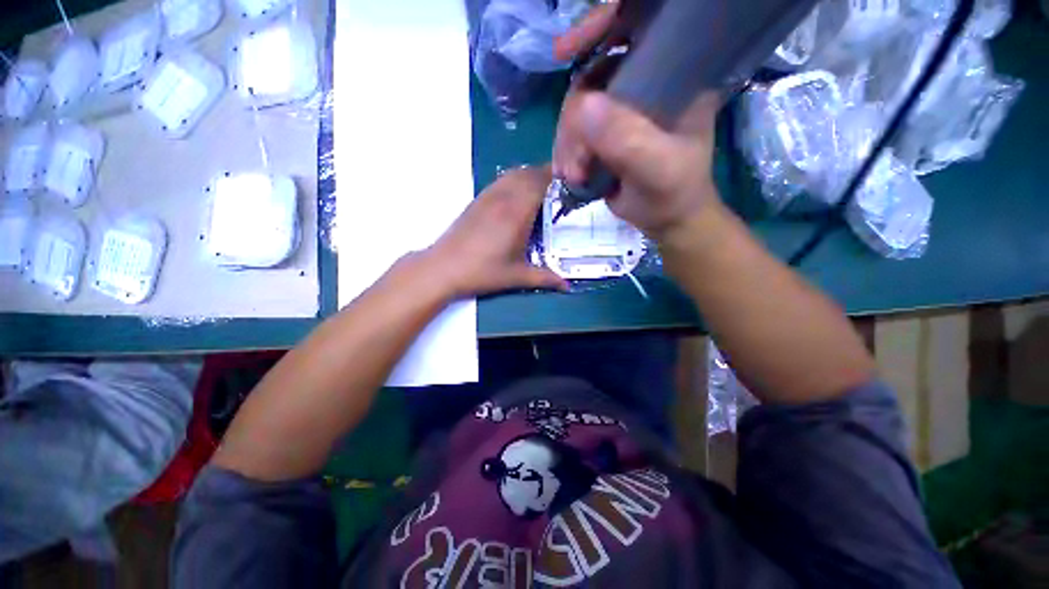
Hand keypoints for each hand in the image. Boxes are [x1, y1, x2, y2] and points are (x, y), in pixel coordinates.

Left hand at [420, 167, 567, 298]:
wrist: (444, 267)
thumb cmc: (483, 272)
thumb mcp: (517, 276)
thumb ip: (545, 278)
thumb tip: (567, 285)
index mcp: (517, 213)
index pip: (540, 182)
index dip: (556, 177)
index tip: (571, 182)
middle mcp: (503, 198)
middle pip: (528, 173)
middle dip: (547, 176)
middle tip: (562, 189)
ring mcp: (488, 197)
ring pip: (513, 174)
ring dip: (530, 176)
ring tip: (543, 190)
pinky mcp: (477, 200)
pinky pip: (501, 181)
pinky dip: (514, 180)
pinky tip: (518, 196)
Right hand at [550, 2, 721, 239]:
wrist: (666, 219)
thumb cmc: (673, 193)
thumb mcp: (658, 170)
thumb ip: (628, 141)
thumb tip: (583, 107)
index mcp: (673, 77)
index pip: (636, 32)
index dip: (599, 29)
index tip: (564, 50)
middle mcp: (644, 86)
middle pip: (592, 78)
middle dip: (574, 122)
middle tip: (576, 164)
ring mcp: (621, 111)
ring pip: (576, 109)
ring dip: (567, 145)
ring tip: (574, 176)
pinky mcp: (604, 133)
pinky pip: (573, 131)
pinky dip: (566, 153)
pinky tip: (570, 175)